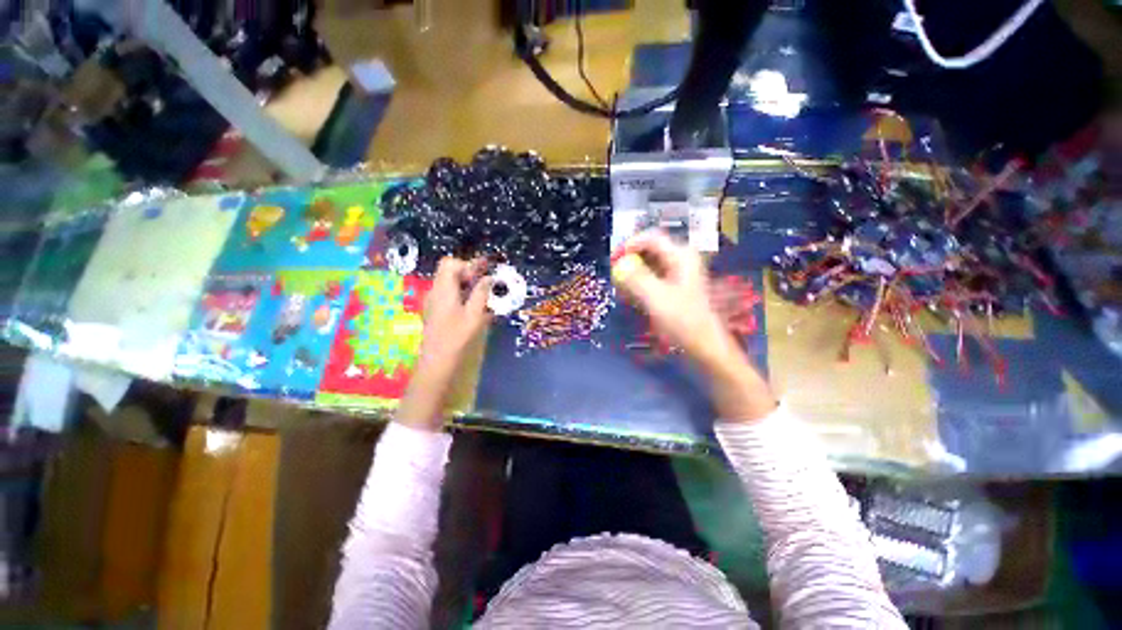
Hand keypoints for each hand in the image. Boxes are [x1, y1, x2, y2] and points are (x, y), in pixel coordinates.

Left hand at [397, 257, 491, 430]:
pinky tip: (474, 307)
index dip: (467, 265)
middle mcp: (435, 291)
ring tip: (484, 294)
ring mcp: (433, 302)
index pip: (451, 264)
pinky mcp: (435, 311)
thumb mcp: (474, 314)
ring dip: (466, 284)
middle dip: (469, 273)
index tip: (482, 276)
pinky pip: (448, 295)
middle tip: (486, 282)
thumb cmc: (457, 336)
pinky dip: (462, 295)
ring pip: (449, 284)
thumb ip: (481, 293)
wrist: (437, 360)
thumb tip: (489, 278)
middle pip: (449, 272)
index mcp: (443, 289)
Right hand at [611, 230, 776, 421]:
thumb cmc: (683, 321)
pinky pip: (652, 280)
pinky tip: (630, 299)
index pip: (651, 238)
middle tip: (614, 277)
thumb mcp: (656, 298)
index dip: (630, 245)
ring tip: (620, 290)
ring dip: (632, 276)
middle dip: (629, 262)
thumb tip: (618, 263)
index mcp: (680, 256)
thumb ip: (636, 278)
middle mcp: (680, 261)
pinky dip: (639, 286)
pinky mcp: (674, 290)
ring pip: (648, 267)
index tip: (613, 259)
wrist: (705, 347)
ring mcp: (677, 276)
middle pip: (649, 252)